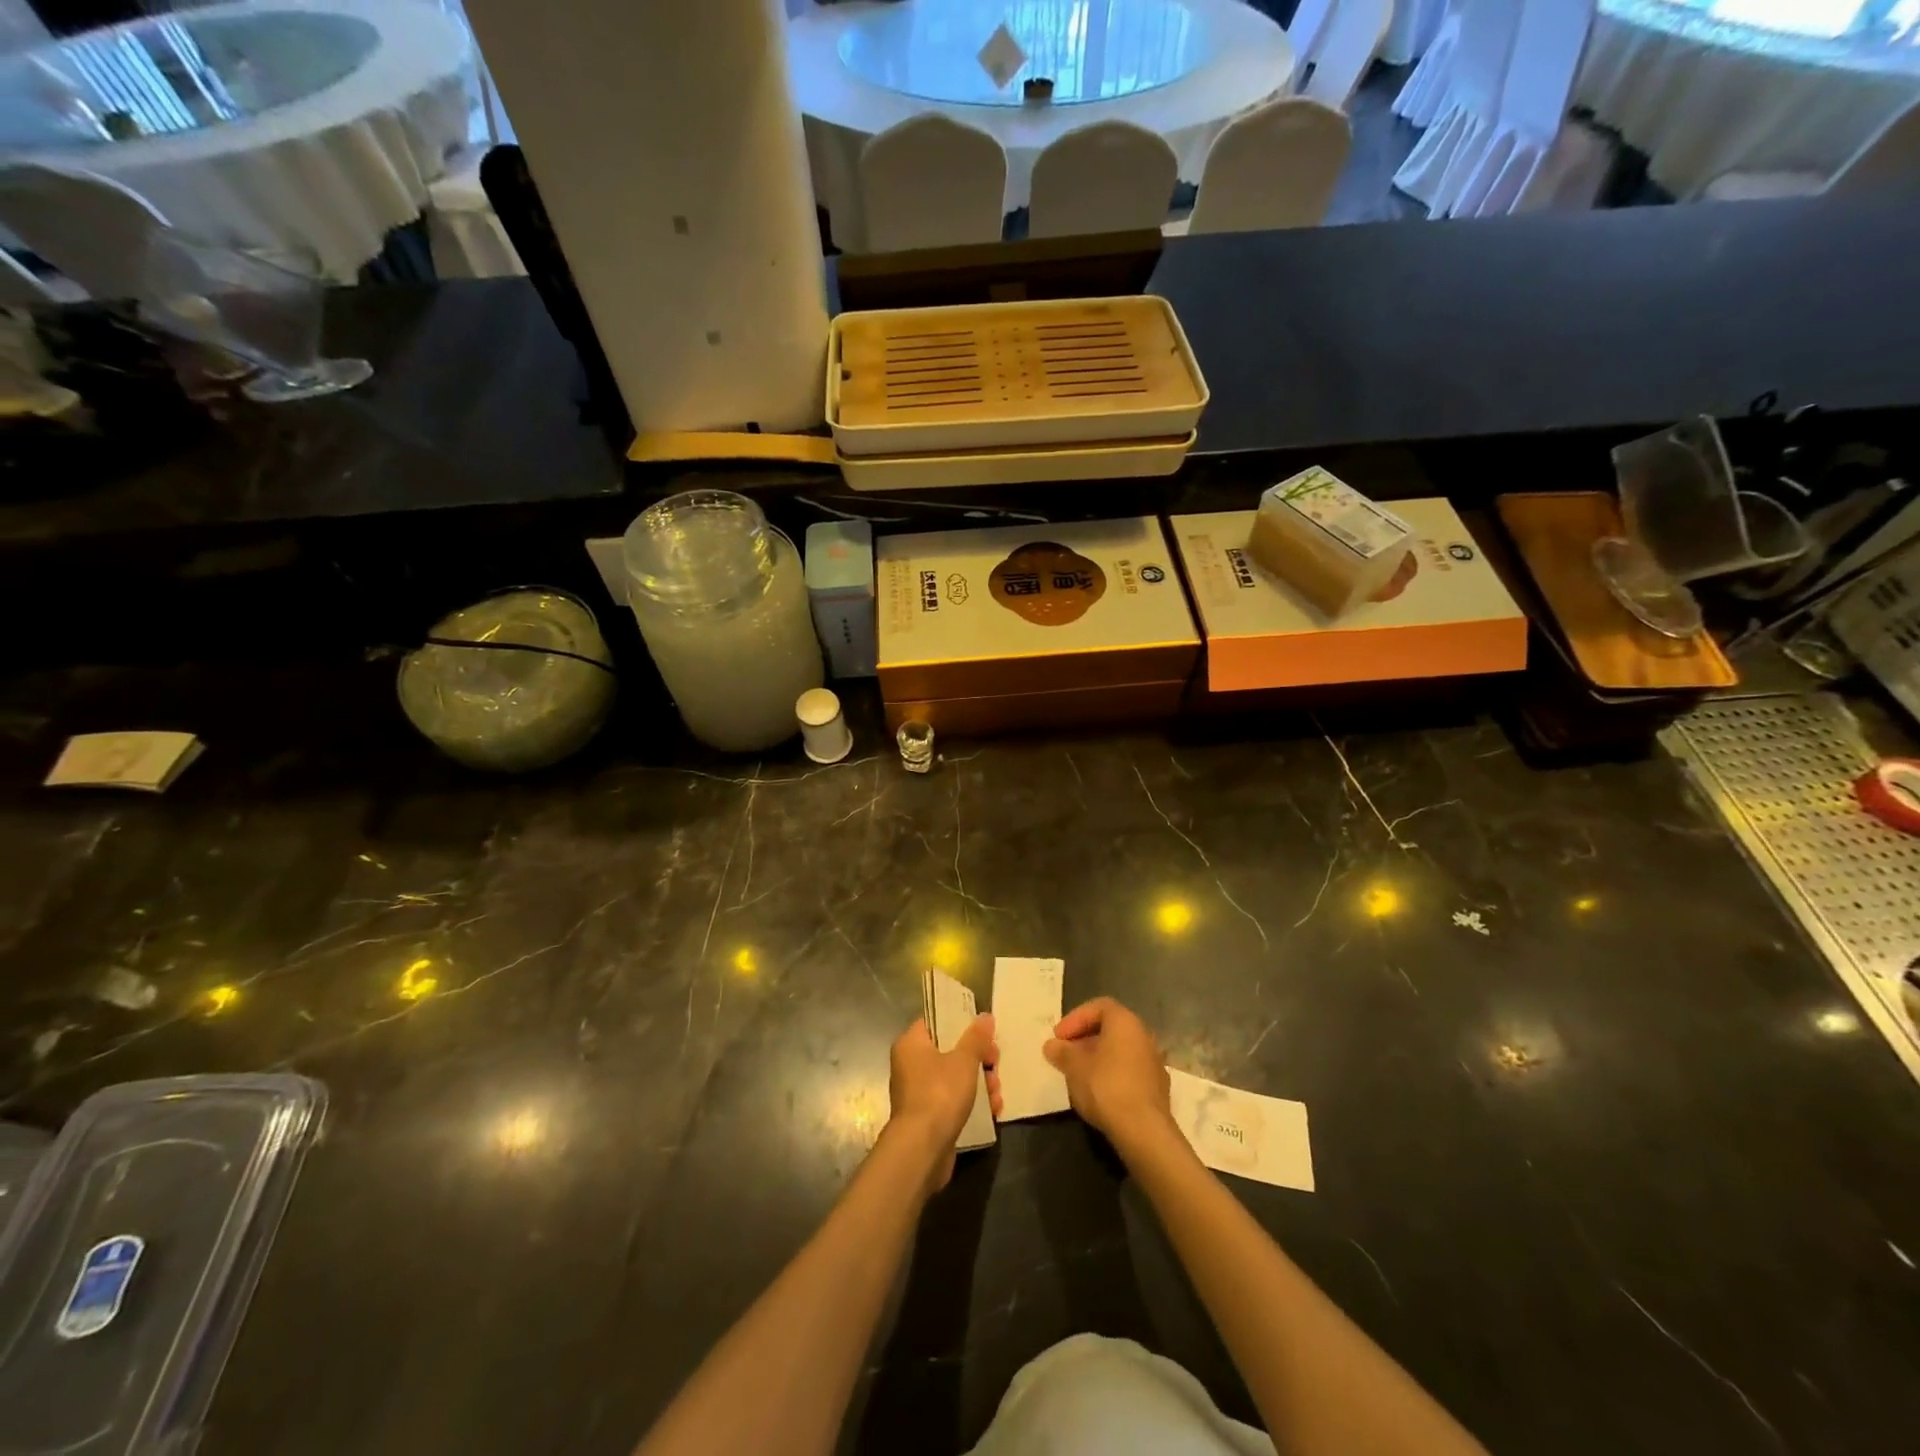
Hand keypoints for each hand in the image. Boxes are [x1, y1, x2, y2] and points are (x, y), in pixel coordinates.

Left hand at [886, 1015, 1000, 1193]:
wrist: (922, 1149)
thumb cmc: (939, 1093)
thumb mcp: (964, 1060)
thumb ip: (976, 1037)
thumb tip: (985, 1016)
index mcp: (911, 1044)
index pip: (935, 1021)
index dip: (960, 1022)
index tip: (983, 1031)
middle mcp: (910, 1065)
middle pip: (949, 1051)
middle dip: (978, 1058)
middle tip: (996, 1063)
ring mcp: (918, 1093)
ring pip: (954, 1077)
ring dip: (980, 1082)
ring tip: (997, 1092)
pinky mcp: (929, 1117)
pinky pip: (953, 1100)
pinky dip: (972, 1102)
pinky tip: (993, 1109)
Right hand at [1043, 997, 1173, 1154]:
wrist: (1144, 1131)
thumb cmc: (1106, 1087)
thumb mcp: (1074, 1067)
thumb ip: (1062, 1052)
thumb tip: (1052, 1046)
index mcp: (1125, 1021)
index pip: (1098, 1007)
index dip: (1075, 1019)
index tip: (1059, 1037)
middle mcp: (1144, 1035)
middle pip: (1110, 1028)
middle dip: (1085, 1039)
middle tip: (1066, 1054)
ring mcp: (1154, 1061)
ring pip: (1121, 1050)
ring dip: (1098, 1057)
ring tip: (1078, 1074)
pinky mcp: (1158, 1087)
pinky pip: (1130, 1070)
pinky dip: (1112, 1073)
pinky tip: (1099, 1092)